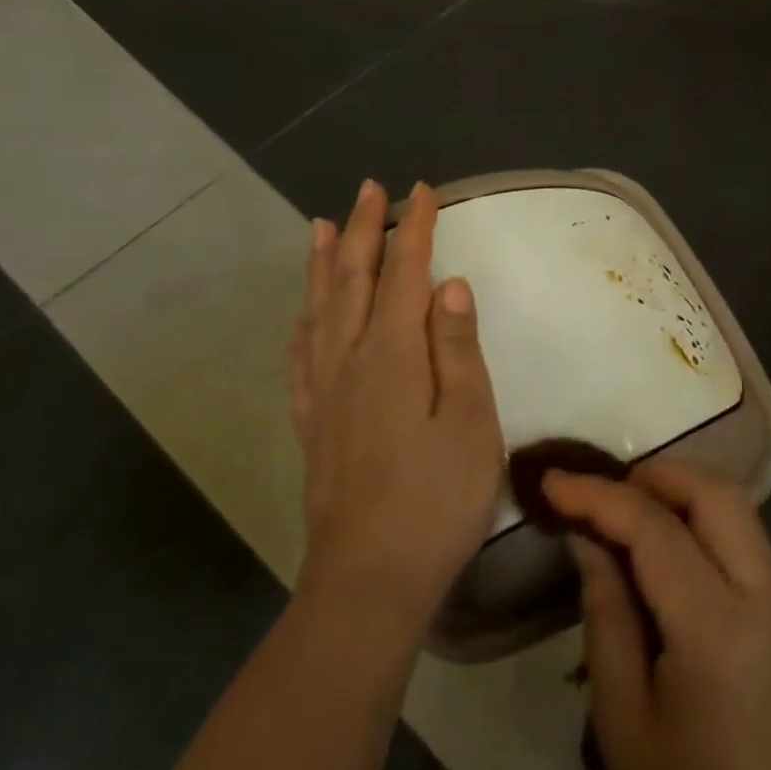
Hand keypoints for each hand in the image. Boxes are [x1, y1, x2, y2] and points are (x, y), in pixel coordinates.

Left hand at [289, 180, 504, 638]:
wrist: (369, 580)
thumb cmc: (437, 500)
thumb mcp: (470, 423)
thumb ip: (457, 349)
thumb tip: (449, 284)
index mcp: (393, 355)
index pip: (405, 274)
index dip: (414, 229)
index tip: (422, 191)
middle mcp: (350, 359)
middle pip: (356, 279)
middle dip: (366, 230)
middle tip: (371, 189)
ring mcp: (324, 391)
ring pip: (321, 308)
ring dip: (326, 263)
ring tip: (323, 225)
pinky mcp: (312, 421)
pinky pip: (300, 354)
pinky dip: (303, 319)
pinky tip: (304, 310)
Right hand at [543, 463, 770, 769]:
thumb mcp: (622, 718)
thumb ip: (605, 613)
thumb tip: (588, 537)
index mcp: (717, 628)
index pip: (655, 529)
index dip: (599, 495)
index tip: (551, 482)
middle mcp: (761, 598)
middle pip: (714, 495)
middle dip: (653, 476)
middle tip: (598, 493)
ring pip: (736, 508)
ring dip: (681, 491)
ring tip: (625, 511)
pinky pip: (743, 538)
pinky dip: (701, 517)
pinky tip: (664, 545)